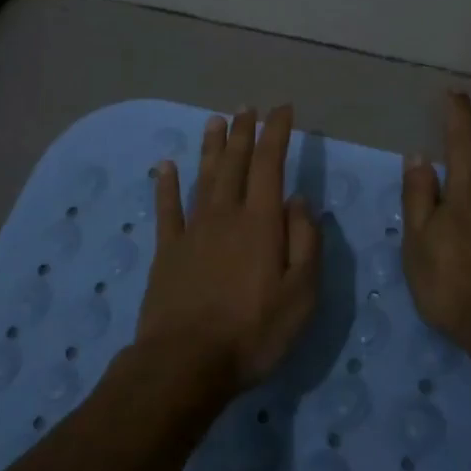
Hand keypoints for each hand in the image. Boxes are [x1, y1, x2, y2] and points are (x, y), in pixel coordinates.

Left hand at [137, 104, 320, 393]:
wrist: (185, 363)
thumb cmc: (253, 332)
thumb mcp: (300, 294)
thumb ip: (304, 241)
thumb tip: (298, 199)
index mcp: (261, 223)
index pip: (270, 165)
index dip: (276, 133)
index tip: (283, 110)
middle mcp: (225, 216)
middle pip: (234, 164)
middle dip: (243, 132)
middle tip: (246, 107)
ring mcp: (192, 232)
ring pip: (203, 178)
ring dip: (210, 148)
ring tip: (214, 120)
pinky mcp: (167, 252)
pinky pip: (167, 210)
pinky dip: (166, 185)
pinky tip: (166, 166)